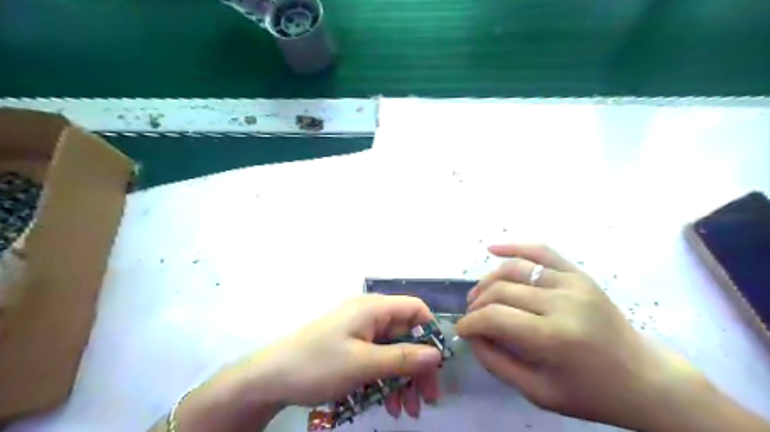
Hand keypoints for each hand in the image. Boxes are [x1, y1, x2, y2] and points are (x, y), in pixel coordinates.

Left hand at [239, 294, 444, 417]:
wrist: (269, 378)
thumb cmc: (317, 364)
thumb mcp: (363, 364)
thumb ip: (402, 358)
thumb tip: (437, 355)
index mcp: (372, 309)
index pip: (414, 309)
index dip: (430, 332)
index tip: (436, 364)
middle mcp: (369, 316)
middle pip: (405, 335)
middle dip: (418, 367)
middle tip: (426, 399)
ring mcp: (359, 333)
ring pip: (392, 352)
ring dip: (403, 379)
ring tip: (407, 410)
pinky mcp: (351, 348)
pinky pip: (377, 361)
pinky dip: (385, 380)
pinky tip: (388, 404)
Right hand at [456, 245, 702, 429]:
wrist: (644, 377)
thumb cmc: (590, 393)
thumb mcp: (538, 392)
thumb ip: (497, 362)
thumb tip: (471, 335)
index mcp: (553, 337)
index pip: (495, 317)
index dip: (470, 322)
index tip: (462, 330)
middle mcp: (561, 302)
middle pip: (500, 290)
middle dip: (477, 304)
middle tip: (471, 317)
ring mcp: (572, 282)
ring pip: (513, 269)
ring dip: (488, 280)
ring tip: (478, 295)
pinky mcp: (578, 274)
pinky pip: (541, 251)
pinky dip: (514, 247)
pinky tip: (491, 248)